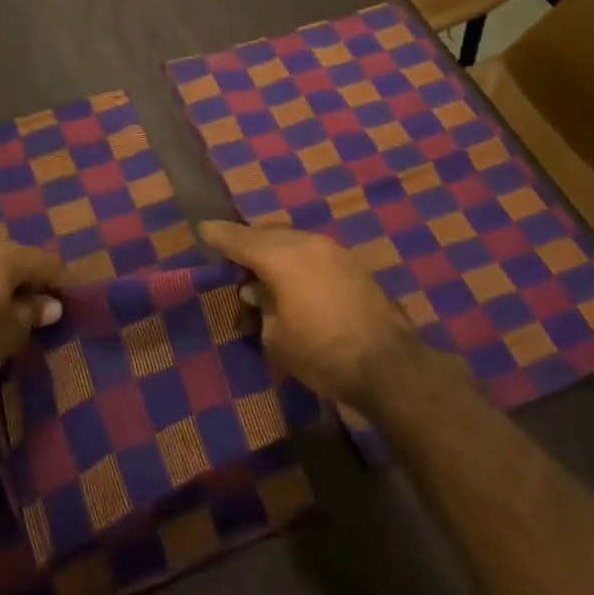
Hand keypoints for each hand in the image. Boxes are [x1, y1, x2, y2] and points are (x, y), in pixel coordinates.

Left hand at [0, 236, 63, 384]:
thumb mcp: (11, 332)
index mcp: (9, 254)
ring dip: (10, 289)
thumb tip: (50, 305)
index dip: (65, 283)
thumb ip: (34, 315)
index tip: (75, 303)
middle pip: (22, 262)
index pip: (49, 263)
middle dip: (36, 285)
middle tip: (46, 311)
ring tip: (18, 315)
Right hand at [200, 220, 419, 403]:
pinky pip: (314, 253)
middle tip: (234, 261)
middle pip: (269, 235)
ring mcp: (335, 251)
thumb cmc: (322, 354)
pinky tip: (295, 282)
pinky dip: (297, 261)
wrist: (389, 366)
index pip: (241, 240)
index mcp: (282, 257)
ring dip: (275, 252)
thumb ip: (262, 307)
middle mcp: (308, 244)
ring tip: (264, 275)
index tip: (204, 229)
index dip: (220, 236)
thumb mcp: (277, 338)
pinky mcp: (353, 265)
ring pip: (294, 241)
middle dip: (249, 244)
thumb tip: (258, 291)